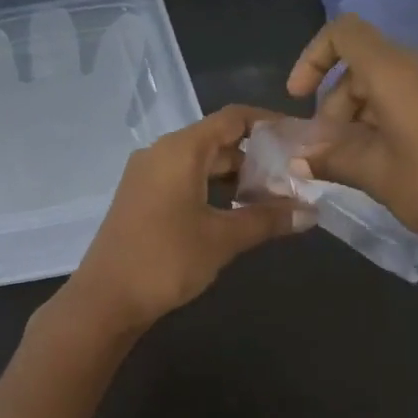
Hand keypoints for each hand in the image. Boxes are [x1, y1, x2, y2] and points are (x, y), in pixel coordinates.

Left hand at [60, 105, 311, 333]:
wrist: (106, 299)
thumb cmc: (166, 259)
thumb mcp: (222, 239)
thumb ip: (267, 220)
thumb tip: (310, 212)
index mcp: (180, 149)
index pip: (233, 118)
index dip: (269, 123)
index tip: (300, 139)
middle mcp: (161, 153)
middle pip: (218, 141)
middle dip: (257, 158)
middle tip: (295, 178)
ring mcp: (148, 176)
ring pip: (202, 164)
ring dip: (237, 178)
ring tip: (274, 199)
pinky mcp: (143, 198)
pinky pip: (185, 181)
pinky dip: (214, 190)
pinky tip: (238, 212)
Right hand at [286, 14, 417, 267]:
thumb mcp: (377, 174)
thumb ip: (332, 158)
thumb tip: (298, 159)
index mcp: (396, 71)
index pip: (344, 33)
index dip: (313, 57)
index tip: (299, 99)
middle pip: (363, 66)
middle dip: (334, 104)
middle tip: (327, 152)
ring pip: (388, 85)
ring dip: (360, 118)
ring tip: (355, 164)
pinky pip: (414, 99)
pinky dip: (388, 121)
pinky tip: (390, 162)